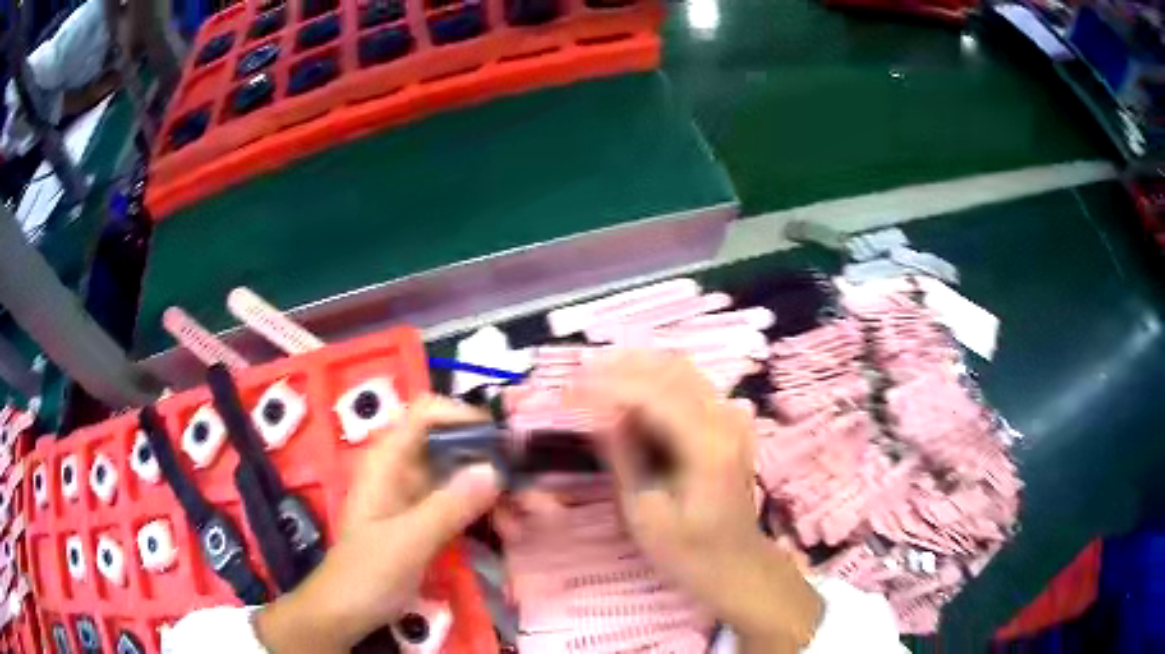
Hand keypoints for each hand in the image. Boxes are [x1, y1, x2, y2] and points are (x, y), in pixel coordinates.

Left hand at [256, 396, 502, 653]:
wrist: (344, 612)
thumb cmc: (366, 574)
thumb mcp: (407, 542)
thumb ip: (449, 507)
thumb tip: (495, 470)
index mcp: (387, 462)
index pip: (425, 414)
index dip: (462, 415)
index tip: (501, 441)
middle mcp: (402, 470)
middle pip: (449, 443)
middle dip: (488, 460)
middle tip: (525, 487)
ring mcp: (414, 496)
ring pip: (459, 474)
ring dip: (491, 489)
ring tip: (521, 517)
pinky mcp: (425, 520)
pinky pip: (460, 502)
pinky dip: (483, 510)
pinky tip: (505, 529)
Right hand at [573, 351, 821, 651]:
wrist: (738, 566)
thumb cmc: (689, 552)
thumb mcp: (645, 514)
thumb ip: (624, 457)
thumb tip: (598, 413)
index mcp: (706, 445)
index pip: (653, 393)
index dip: (607, 386)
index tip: (569, 389)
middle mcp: (725, 420)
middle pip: (671, 369)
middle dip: (621, 367)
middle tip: (579, 377)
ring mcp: (732, 419)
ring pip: (683, 371)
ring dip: (639, 368)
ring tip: (598, 377)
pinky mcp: (730, 425)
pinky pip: (691, 386)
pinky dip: (657, 381)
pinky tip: (632, 394)